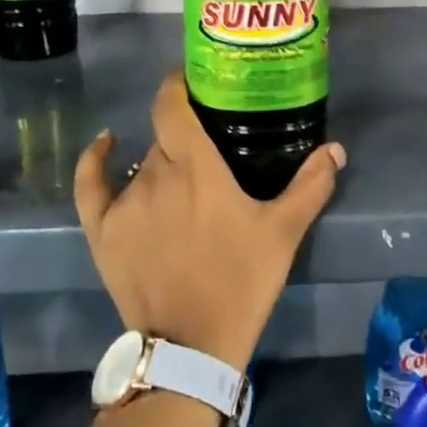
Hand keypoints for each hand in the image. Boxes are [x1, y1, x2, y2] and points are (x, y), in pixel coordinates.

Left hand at [74, 73, 345, 372]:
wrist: (191, 347)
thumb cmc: (240, 282)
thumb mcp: (284, 233)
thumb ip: (311, 185)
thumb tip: (335, 148)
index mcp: (195, 168)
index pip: (172, 105)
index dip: (178, 84)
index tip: (195, 79)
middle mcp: (155, 175)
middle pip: (166, 138)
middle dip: (188, 137)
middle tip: (212, 150)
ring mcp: (124, 204)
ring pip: (143, 164)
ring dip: (164, 164)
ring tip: (187, 182)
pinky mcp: (102, 231)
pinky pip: (91, 184)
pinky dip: (96, 160)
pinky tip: (106, 144)